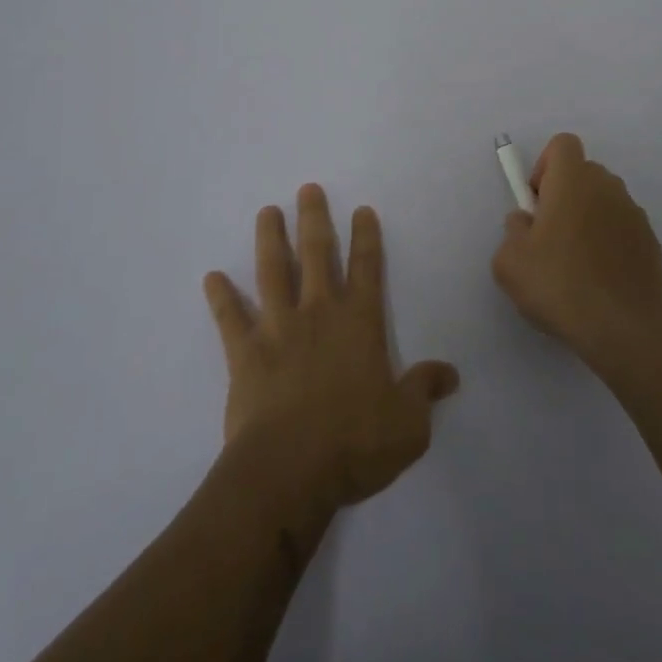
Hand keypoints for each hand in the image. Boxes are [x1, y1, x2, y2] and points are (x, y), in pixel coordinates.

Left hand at [203, 185, 459, 522]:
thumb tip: (450, 374)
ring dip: (270, 239)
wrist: (289, 472)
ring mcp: (278, 329)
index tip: (362, 209)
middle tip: (308, 189)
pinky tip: (211, 276)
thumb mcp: (408, 424)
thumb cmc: (354, 443)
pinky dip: (221, 297)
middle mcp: (319, 314)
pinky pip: (230, 318)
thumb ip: (425, 391)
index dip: (366, 238)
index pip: (367, 269)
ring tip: (267, 211)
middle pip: (317, 254)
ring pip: (273, 272)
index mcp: (359, 323)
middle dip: (314, 219)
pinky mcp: (245, 353)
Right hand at [492, 133, 661, 362]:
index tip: (537, 203)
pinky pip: (623, 228)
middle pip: (584, 172)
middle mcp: (608, 187)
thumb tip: (526, 222)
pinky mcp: (651, 242)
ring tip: (576, 263)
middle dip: (565, 194)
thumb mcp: (509, 261)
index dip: (545, 166)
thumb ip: (513, 230)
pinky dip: (610, 242)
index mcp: (573, 180)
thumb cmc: (559, 284)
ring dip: (589, 218)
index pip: (563, 144)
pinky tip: (600, 279)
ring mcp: (634, 214)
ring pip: (604, 201)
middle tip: (550, 236)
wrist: (623, 328)